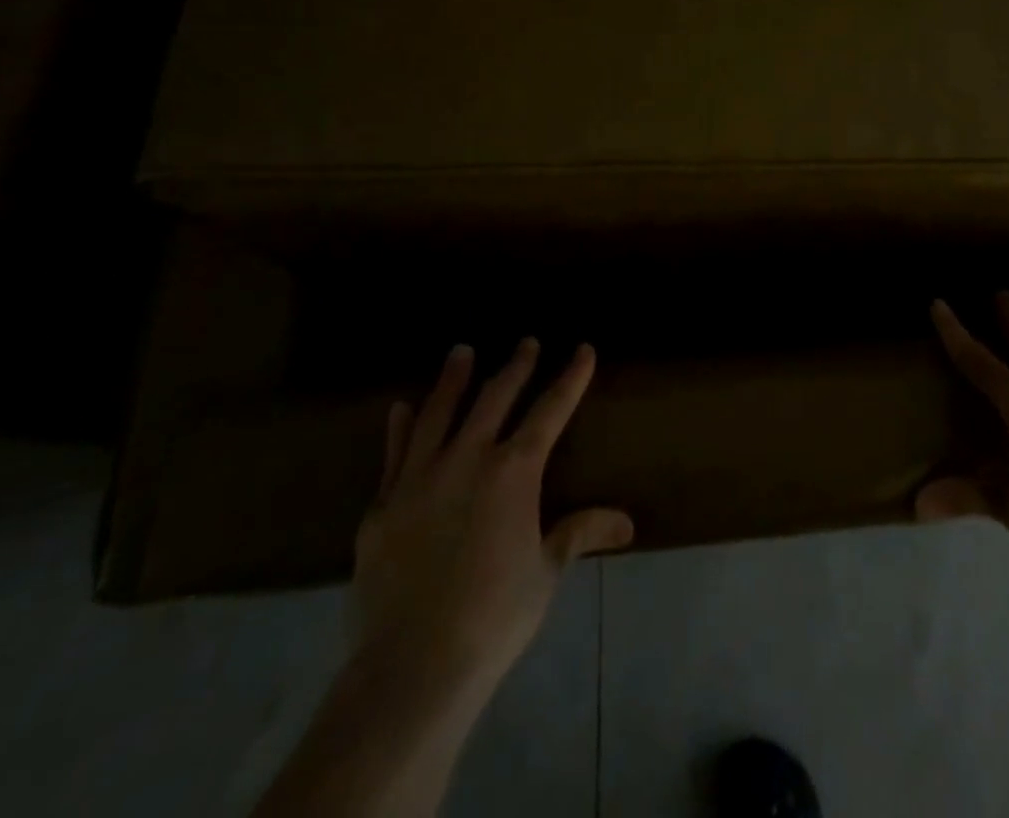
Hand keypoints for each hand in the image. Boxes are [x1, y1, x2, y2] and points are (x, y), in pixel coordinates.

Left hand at [352, 339, 633, 720]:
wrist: (413, 666)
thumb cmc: (494, 616)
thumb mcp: (546, 572)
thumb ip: (579, 533)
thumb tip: (627, 523)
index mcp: (513, 471)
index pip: (550, 411)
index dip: (570, 378)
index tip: (583, 350)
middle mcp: (467, 459)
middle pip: (495, 399)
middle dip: (516, 368)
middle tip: (526, 342)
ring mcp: (419, 478)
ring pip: (439, 413)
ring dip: (453, 379)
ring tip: (461, 351)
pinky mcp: (382, 506)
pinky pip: (394, 454)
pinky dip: (401, 428)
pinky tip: (401, 409)